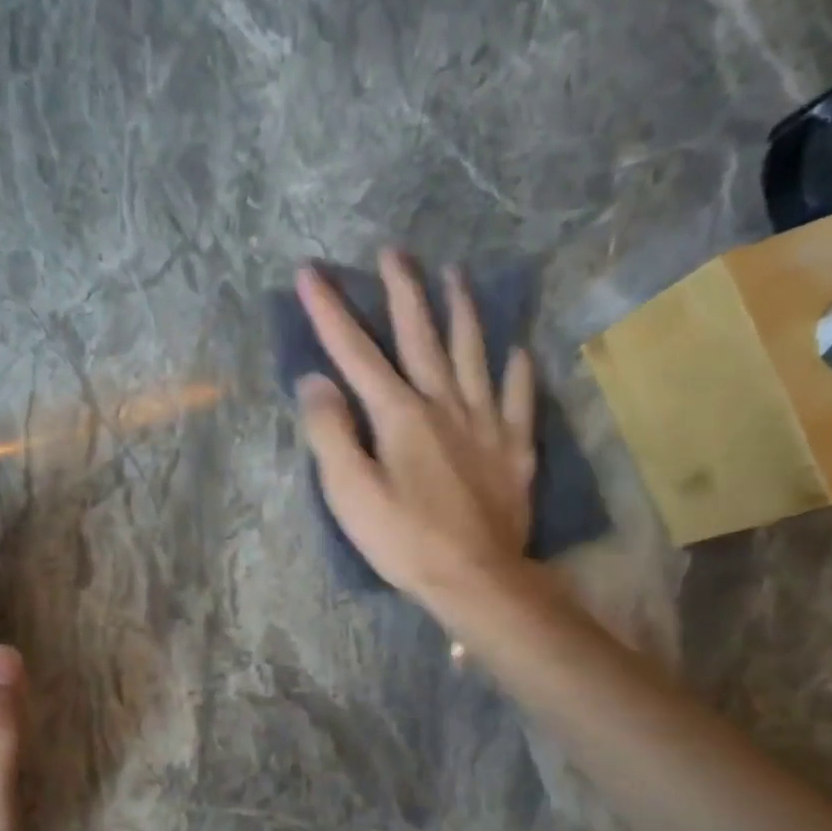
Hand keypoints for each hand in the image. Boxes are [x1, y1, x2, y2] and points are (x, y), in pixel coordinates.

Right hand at [294, 250, 542, 627]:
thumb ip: (330, 432)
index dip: (331, 312)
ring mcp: (485, 425)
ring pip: (474, 355)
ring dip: (463, 313)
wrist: (475, 578)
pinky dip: (519, 373)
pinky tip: (520, 351)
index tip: (311, 272)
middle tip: (395, 253)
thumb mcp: (350, 492)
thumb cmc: (403, 539)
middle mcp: (445, 405)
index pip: (357, 354)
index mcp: (399, 415)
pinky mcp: (513, 451)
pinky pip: (519, 401)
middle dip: (404, 293)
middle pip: (422, 337)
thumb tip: (315, 380)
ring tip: (458, 276)